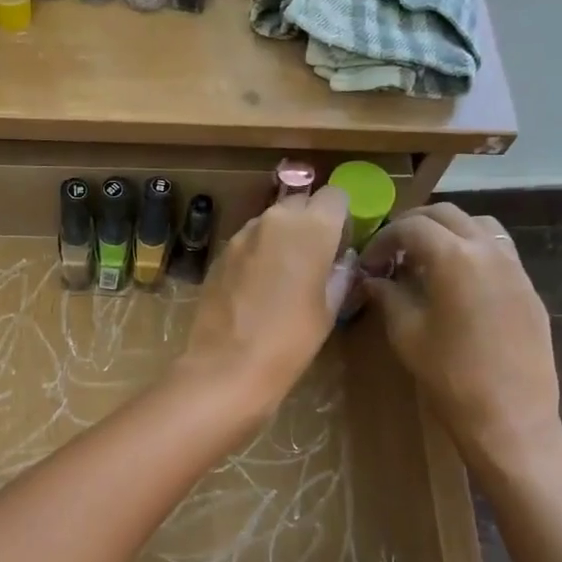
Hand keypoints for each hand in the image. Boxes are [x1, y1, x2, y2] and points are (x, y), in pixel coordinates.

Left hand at [177, 186, 354, 419]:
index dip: (341, 217)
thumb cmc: (290, 340)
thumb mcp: (328, 309)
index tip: (341, 243)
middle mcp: (274, 219)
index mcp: (311, 227)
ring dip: (282, 237)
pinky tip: (256, 288)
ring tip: (283, 276)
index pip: (335, 196)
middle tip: (315, 259)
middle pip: (300, 203)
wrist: (227, 365)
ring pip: (271, 222)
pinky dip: (257, 254)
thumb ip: (340, 274)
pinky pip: (248, 242)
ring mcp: (242, 235)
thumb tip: (343, 260)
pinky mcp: (219, 254)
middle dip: (310, 223)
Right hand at [360, 205, 561, 472]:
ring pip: (477, 224)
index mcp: (454, 258)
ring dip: (446, 231)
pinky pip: (497, 249)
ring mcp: (514, 266)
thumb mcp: (407, 333)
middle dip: (412, 226)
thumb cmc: (450, 376)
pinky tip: (455, 281)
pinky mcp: (527, 287)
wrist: (510, 414)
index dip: (382, 239)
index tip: (367, 264)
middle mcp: (488, 250)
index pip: (411, 227)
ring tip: (424, 260)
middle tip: (390, 253)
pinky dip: (470, 249)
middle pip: (446, 214)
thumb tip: (373, 279)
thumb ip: (388, 296)